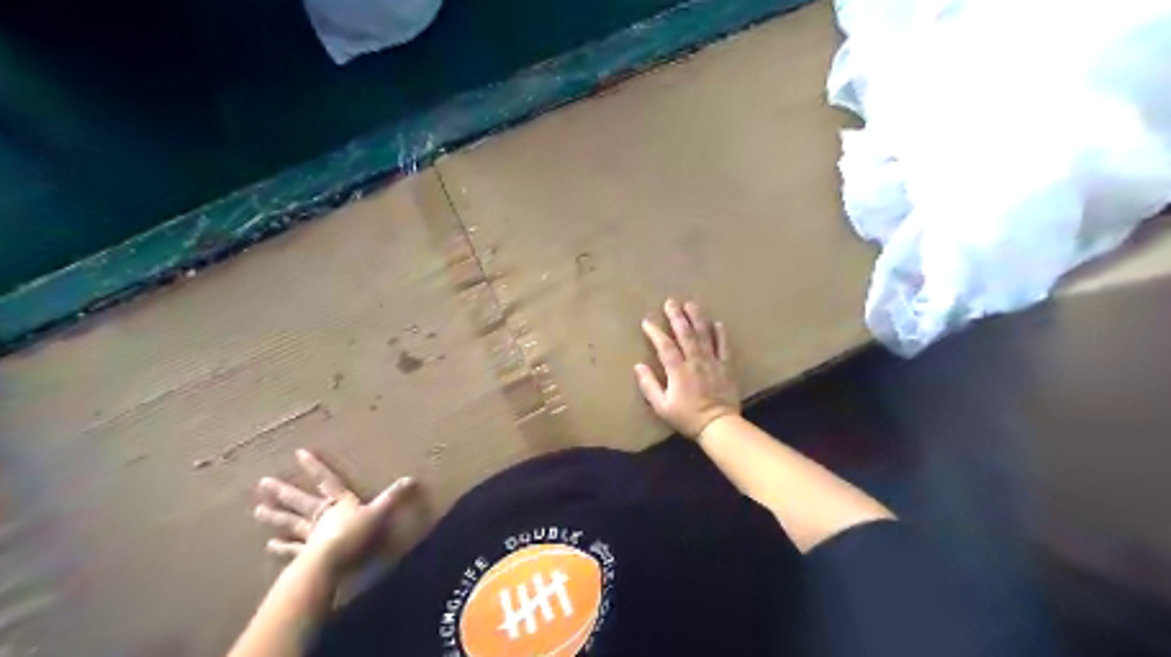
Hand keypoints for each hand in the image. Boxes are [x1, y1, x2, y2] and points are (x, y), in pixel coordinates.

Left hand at [254, 451, 412, 575]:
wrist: (331, 563)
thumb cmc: (355, 535)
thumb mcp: (380, 513)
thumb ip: (394, 497)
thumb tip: (413, 478)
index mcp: (340, 504)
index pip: (327, 481)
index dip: (315, 467)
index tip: (298, 453)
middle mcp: (322, 516)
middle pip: (302, 501)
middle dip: (284, 492)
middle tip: (262, 483)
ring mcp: (311, 536)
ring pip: (292, 523)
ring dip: (275, 517)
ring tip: (257, 511)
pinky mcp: (305, 556)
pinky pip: (292, 550)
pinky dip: (281, 549)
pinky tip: (269, 546)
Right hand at [632, 299, 740, 437]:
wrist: (719, 425)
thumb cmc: (687, 418)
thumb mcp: (662, 407)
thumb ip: (649, 385)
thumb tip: (638, 366)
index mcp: (678, 371)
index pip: (664, 346)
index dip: (655, 332)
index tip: (647, 321)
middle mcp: (695, 361)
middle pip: (685, 334)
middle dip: (676, 317)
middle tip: (670, 302)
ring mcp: (712, 362)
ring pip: (704, 335)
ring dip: (697, 318)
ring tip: (691, 304)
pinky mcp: (726, 367)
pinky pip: (724, 346)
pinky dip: (720, 334)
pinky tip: (717, 323)